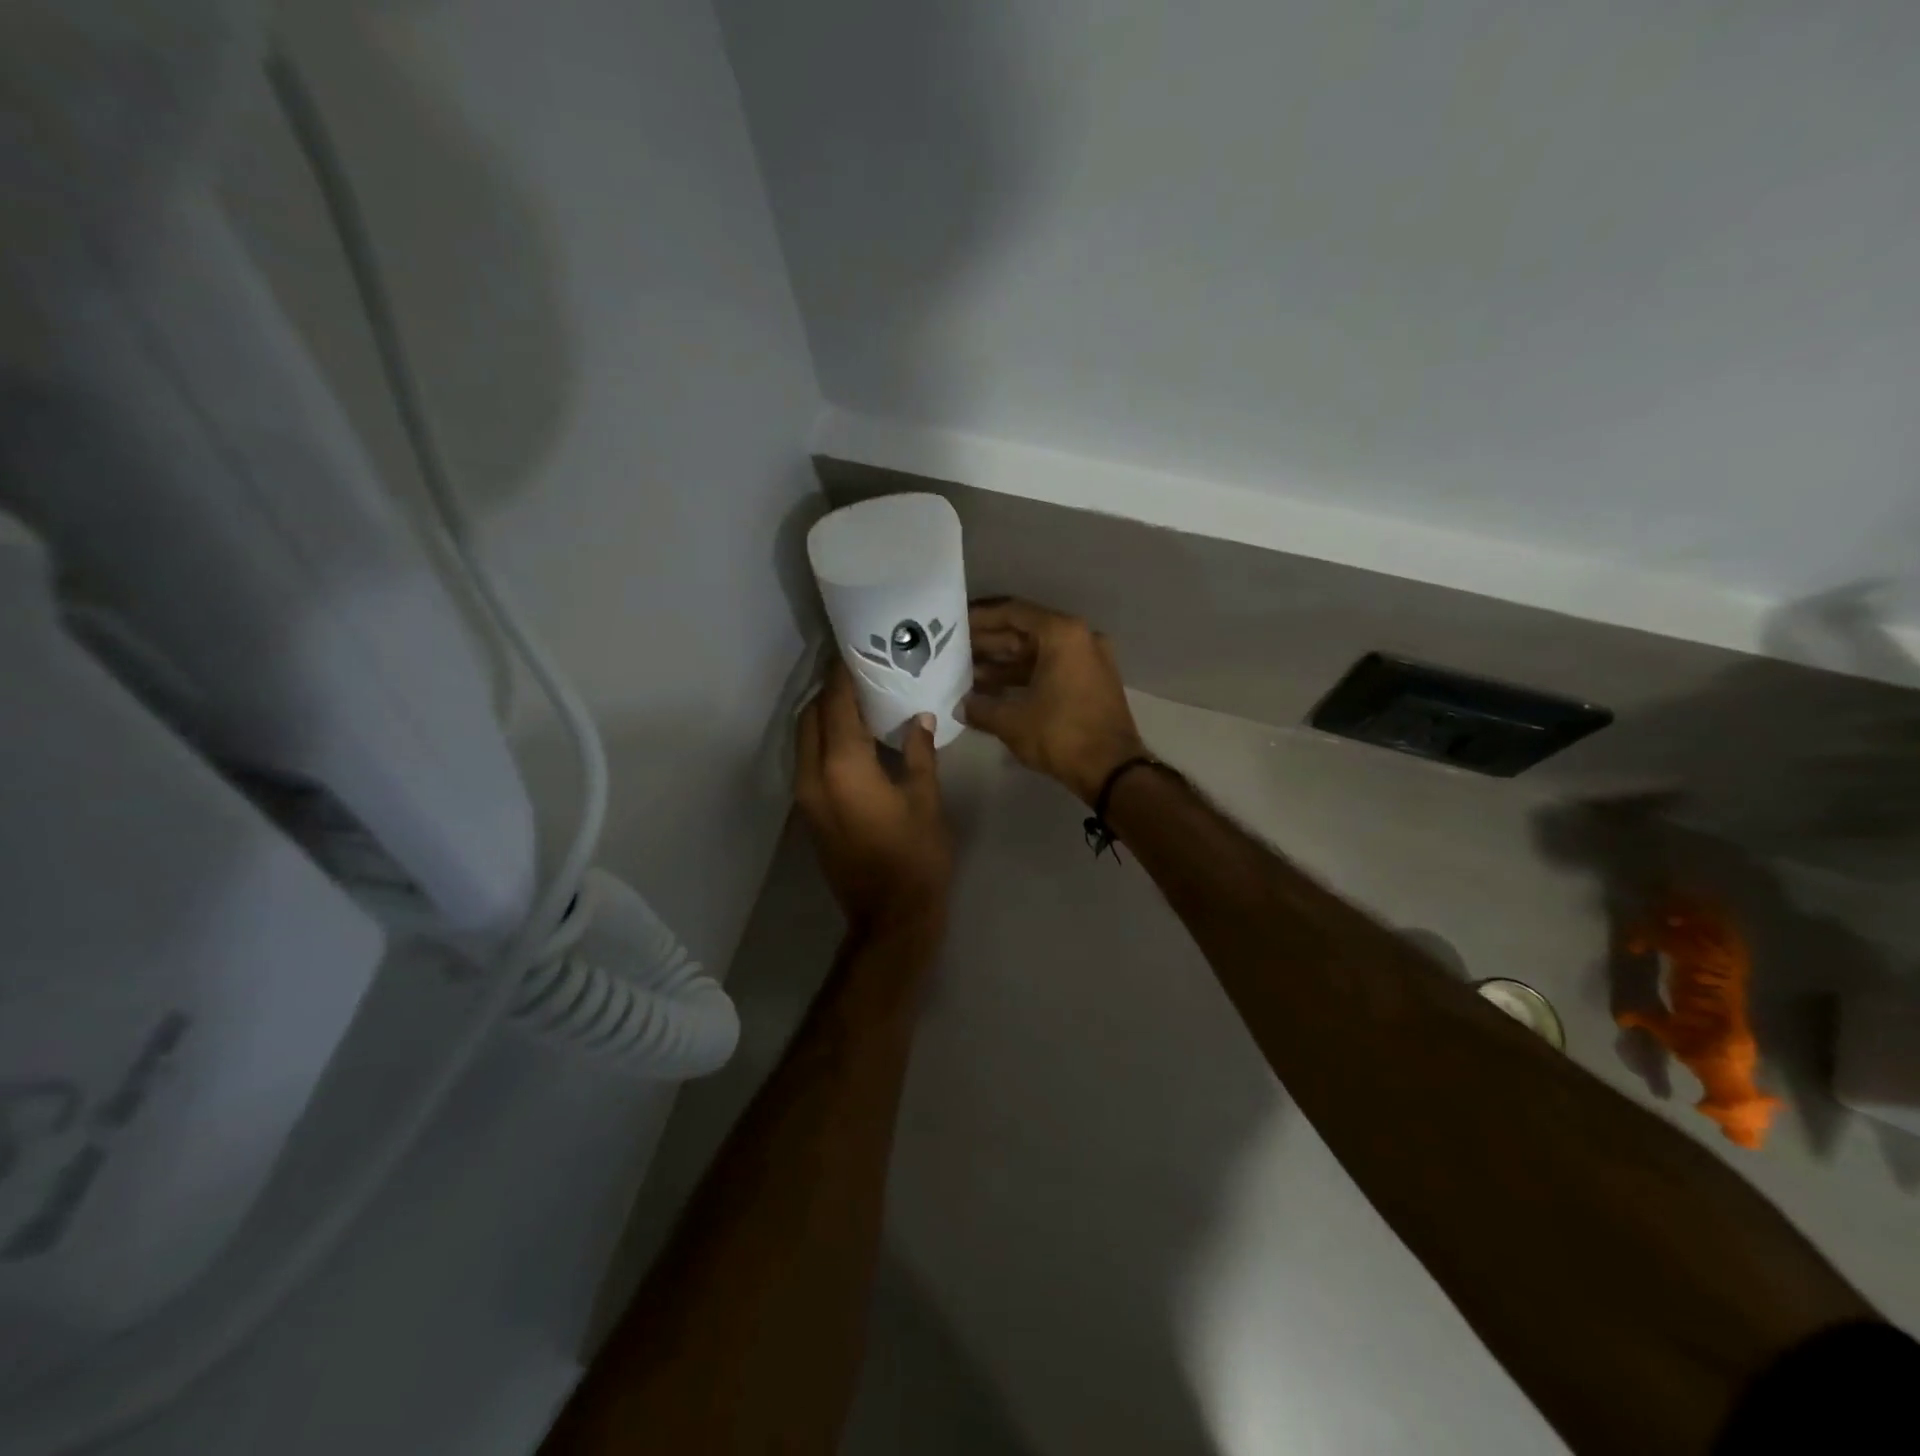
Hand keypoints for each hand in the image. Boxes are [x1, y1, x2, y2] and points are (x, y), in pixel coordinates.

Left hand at [796, 660, 952, 933]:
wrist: (890, 915)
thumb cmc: (916, 856)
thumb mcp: (926, 800)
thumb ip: (919, 752)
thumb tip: (920, 719)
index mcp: (844, 767)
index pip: (836, 704)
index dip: (844, 674)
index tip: (857, 649)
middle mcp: (813, 775)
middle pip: (810, 716)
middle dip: (830, 691)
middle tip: (860, 672)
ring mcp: (805, 796)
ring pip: (803, 738)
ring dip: (824, 714)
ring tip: (858, 700)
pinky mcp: (808, 812)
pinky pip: (808, 760)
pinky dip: (823, 739)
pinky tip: (853, 738)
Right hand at [964, 598, 1147, 803]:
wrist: (1113, 770)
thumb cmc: (1061, 735)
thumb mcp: (1012, 721)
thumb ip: (980, 708)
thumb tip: (959, 706)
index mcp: (1062, 634)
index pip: (1013, 612)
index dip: (980, 617)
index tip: (955, 623)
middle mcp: (1079, 638)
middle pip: (1025, 631)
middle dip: (989, 643)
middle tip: (954, 651)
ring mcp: (1089, 660)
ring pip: (1038, 653)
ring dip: (1004, 663)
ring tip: (967, 673)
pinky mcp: (1091, 682)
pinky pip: (1051, 669)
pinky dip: (1024, 676)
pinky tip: (994, 690)